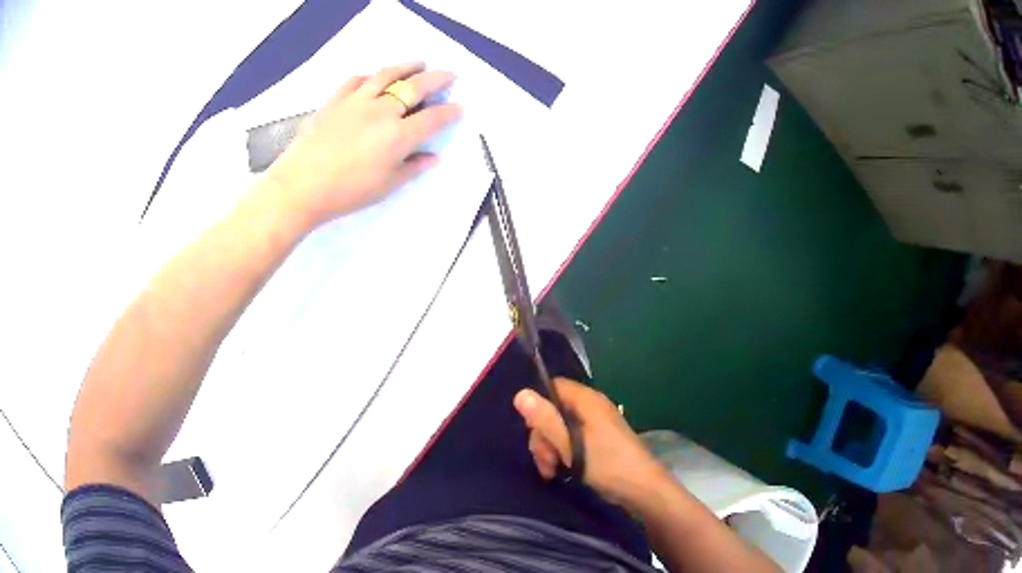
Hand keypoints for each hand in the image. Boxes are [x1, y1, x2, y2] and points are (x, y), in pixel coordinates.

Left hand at [265, 62, 462, 227]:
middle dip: (437, 79)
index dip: (449, 112)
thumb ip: (411, 168)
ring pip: (387, 74)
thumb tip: (432, 157)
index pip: (433, 118)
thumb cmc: (346, 193)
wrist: (300, 187)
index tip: (459, 107)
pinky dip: (369, 75)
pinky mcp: (335, 100)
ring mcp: (357, 101)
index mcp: (398, 136)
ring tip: (418, 63)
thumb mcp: (385, 186)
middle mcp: (382, 111)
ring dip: (407, 66)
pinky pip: (355, 80)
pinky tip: (373, 76)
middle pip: (415, 87)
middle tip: (449, 75)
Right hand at [513, 378, 666, 507]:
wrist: (641, 489)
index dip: (538, 407)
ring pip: (559, 430)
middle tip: (546, 462)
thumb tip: (520, 394)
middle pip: (552, 412)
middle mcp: (590, 408)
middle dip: (543, 437)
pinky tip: (560, 472)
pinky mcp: (596, 442)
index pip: (552, 388)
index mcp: (587, 401)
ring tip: (552, 471)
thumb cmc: (608, 465)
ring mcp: (594, 426)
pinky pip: (570, 441)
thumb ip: (546, 421)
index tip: (534, 432)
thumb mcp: (571, 445)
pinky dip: (562, 455)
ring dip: (550, 450)